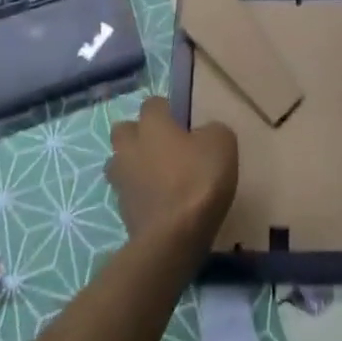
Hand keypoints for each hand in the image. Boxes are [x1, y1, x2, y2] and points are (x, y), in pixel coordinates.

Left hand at [106, 96, 237, 249]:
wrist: (174, 237)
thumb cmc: (198, 180)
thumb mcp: (222, 144)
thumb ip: (211, 131)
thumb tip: (202, 135)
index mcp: (151, 124)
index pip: (152, 103)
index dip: (166, 110)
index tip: (182, 122)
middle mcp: (129, 146)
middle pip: (124, 130)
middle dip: (138, 134)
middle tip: (163, 146)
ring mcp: (121, 180)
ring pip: (119, 162)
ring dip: (133, 165)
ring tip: (157, 176)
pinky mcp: (122, 211)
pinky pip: (127, 193)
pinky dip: (139, 194)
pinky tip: (159, 202)